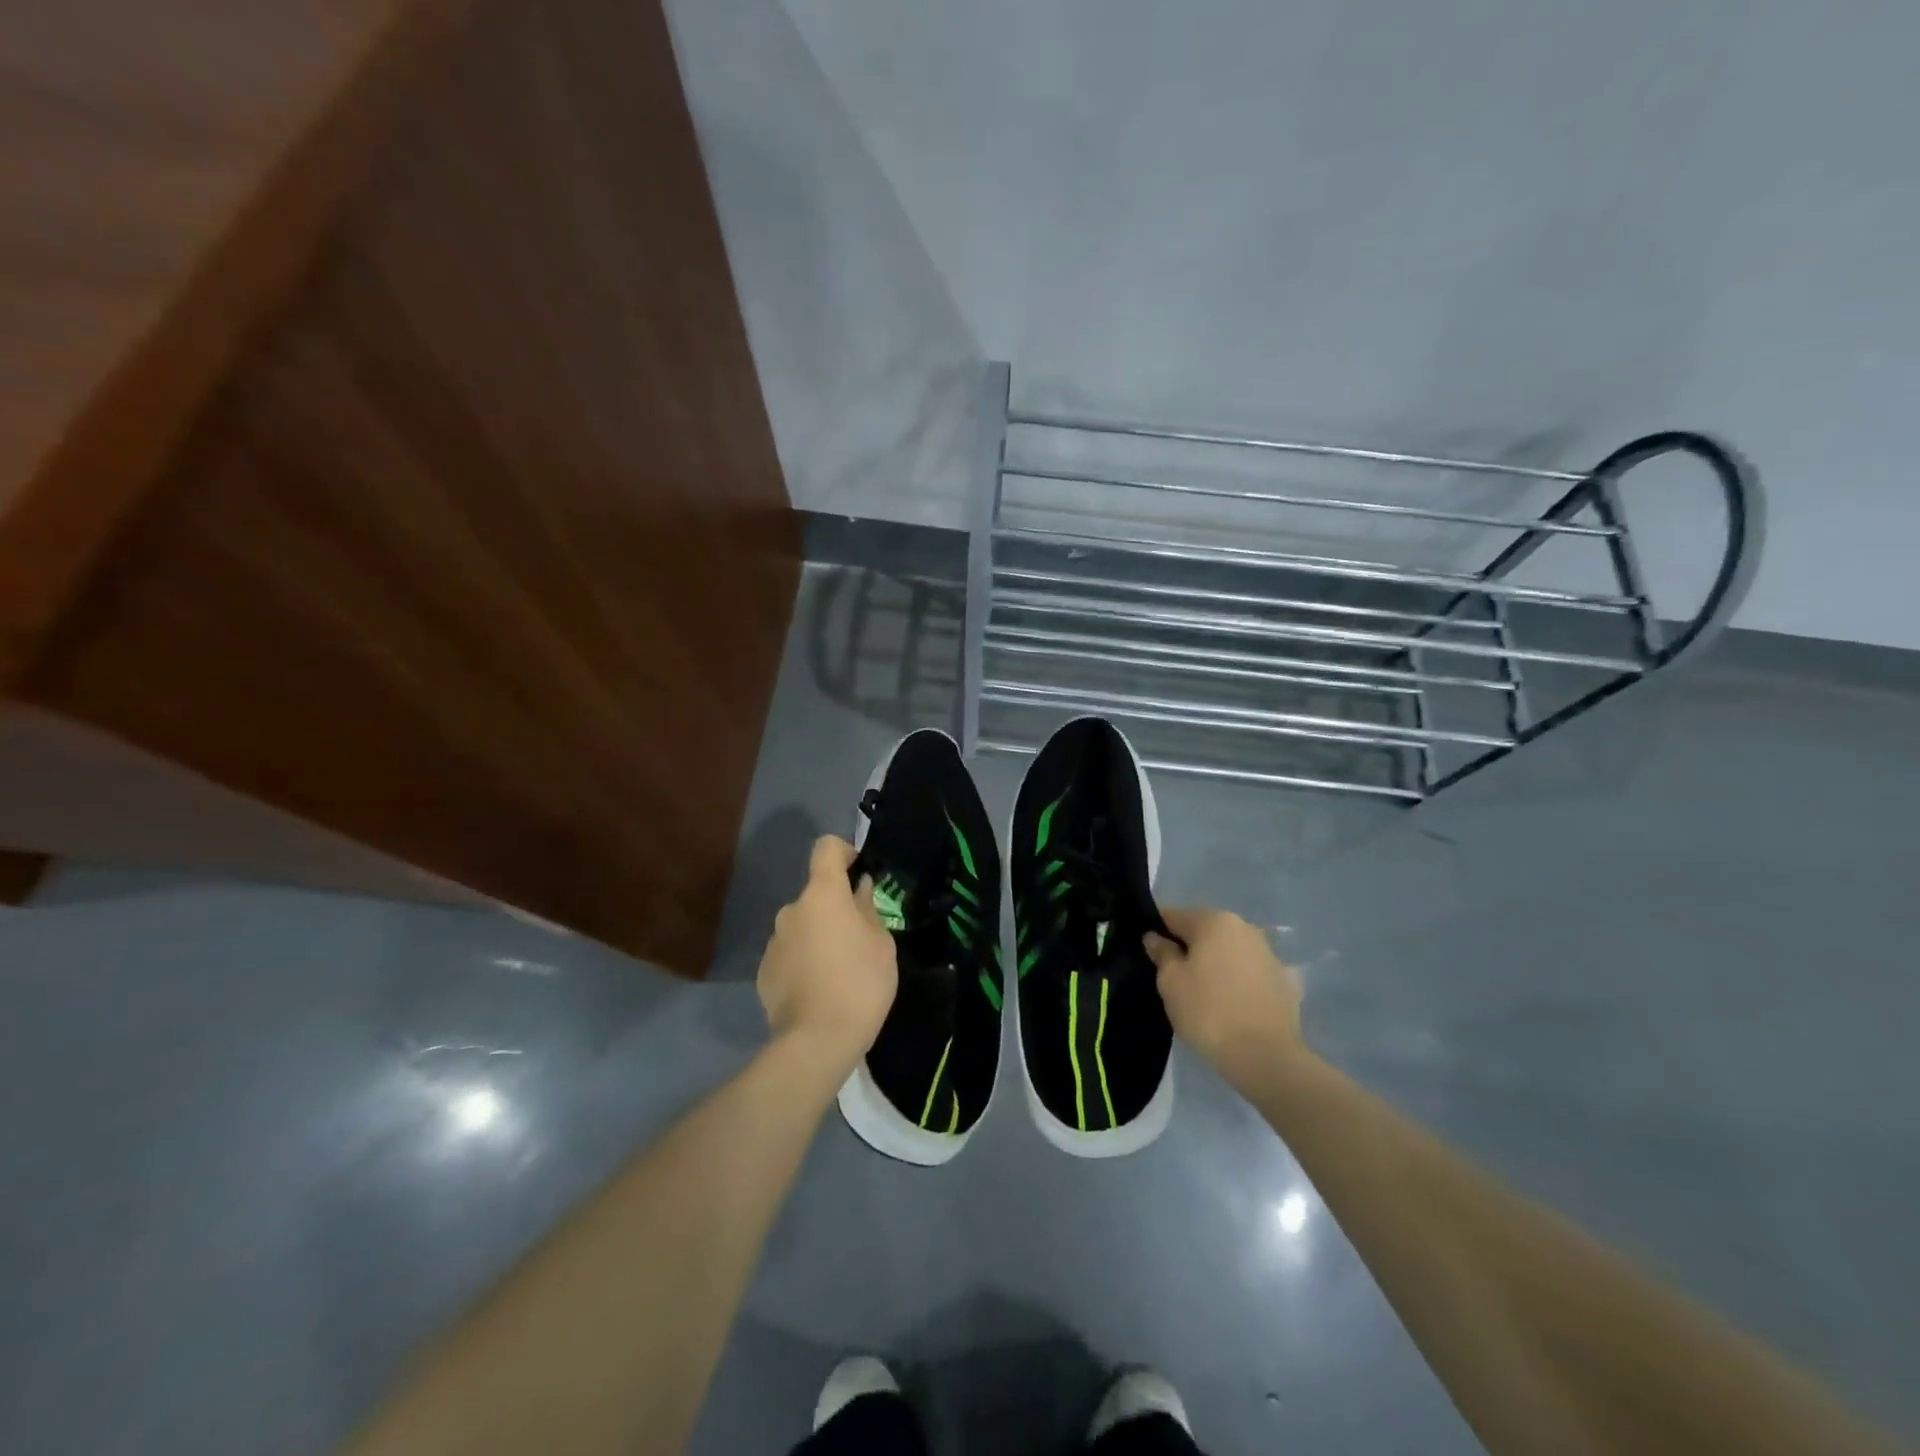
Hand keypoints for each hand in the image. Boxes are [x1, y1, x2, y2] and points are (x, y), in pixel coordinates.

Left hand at [757, 836, 897, 1071]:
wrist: (816, 1041)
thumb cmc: (859, 983)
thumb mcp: (881, 943)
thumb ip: (867, 909)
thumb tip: (858, 889)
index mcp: (822, 895)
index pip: (826, 848)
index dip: (845, 852)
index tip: (860, 872)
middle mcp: (791, 910)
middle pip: (816, 894)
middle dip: (835, 907)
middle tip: (859, 937)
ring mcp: (774, 941)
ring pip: (802, 925)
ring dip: (819, 935)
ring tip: (840, 969)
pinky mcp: (764, 972)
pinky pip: (790, 953)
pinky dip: (804, 960)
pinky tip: (819, 988)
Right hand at [1145, 907, 1303, 1085]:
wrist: (1266, 1056)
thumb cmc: (1208, 1012)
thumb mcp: (1170, 982)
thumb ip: (1161, 953)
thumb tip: (1155, 937)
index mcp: (1214, 921)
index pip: (1173, 916)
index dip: (1157, 932)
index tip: (1149, 954)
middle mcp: (1245, 927)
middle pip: (1204, 931)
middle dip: (1189, 948)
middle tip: (1174, 977)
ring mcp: (1269, 953)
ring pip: (1229, 951)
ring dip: (1215, 964)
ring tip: (1204, 994)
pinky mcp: (1285, 981)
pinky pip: (1250, 974)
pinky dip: (1239, 982)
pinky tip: (1232, 1005)